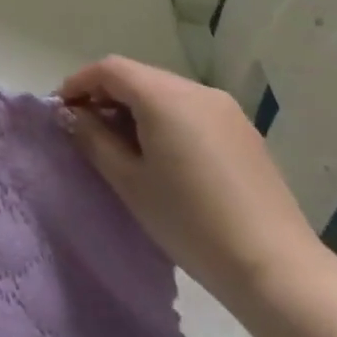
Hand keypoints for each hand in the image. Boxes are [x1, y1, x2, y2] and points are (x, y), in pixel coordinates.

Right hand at [59, 55, 328, 308]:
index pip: (110, 69)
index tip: (61, 110)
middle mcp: (196, 90)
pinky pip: (191, 110)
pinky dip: (165, 120)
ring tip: (121, 146)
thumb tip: (74, 116)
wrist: (274, 267)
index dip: (79, 83)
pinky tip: (162, 156)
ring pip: (165, 92)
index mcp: (165, 96)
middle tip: (85, 130)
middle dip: (106, 96)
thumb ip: (94, 139)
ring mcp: (225, 109)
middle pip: (138, 76)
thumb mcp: (129, 181)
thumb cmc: (189, 222)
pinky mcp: (243, 131)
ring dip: (135, 108)